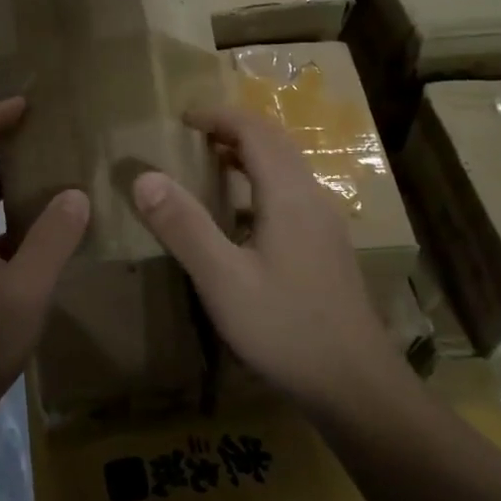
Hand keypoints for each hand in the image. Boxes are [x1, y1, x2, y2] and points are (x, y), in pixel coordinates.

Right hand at [130, 106, 394, 414]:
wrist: (356, 385)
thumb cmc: (286, 328)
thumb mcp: (223, 280)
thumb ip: (183, 226)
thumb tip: (145, 177)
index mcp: (288, 195)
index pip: (254, 131)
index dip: (218, 116)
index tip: (182, 119)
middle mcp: (312, 197)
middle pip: (275, 142)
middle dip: (234, 129)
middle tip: (193, 136)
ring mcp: (325, 223)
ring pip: (287, 168)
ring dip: (250, 154)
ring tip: (211, 164)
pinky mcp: (328, 247)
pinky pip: (292, 193)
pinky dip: (262, 182)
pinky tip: (241, 216)